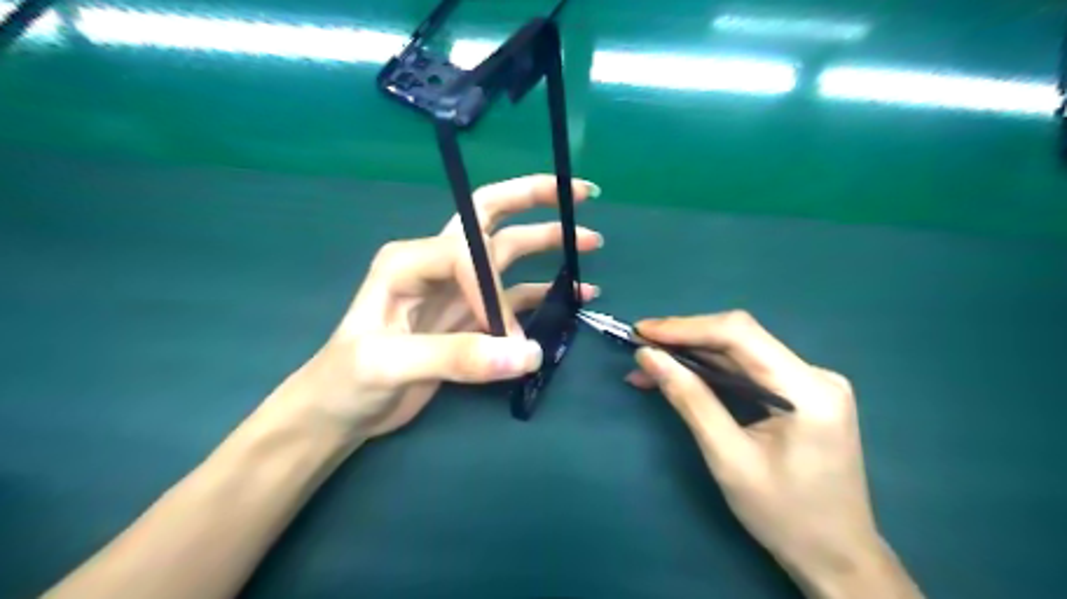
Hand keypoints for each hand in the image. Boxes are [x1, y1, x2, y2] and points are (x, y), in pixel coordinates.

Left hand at [279, 174, 602, 439]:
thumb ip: (457, 356)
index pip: (467, 254)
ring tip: (590, 242)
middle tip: (579, 194)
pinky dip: (546, 292)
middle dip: (533, 200)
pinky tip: (576, 294)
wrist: (341, 411)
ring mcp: (457, 290)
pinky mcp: (471, 317)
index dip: (492, 290)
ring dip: (548, 245)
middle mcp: (437, 263)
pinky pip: (515, 297)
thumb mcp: (390, 364)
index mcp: (409, 259)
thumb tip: (529, 353)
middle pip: (490, 217)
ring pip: (509, 255)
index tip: (505, 335)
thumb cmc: (348, 380)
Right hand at [627, 312, 921, 596]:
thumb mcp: (728, 458)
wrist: (837, 557)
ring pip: (740, 353)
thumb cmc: (784, 516)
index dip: (686, 327)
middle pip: (740, 338)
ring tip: (649, 363)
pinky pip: (749, 370)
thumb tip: (648, 357)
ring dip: (693, 355)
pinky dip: (711, 372)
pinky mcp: (801, 393)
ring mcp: (811, 382)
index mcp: (808, 389)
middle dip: (685, 339)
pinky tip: (680, 376)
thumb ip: (690, 400)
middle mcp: (815, 374)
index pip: (740, 334)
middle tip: (639, 345)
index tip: (641, 332)